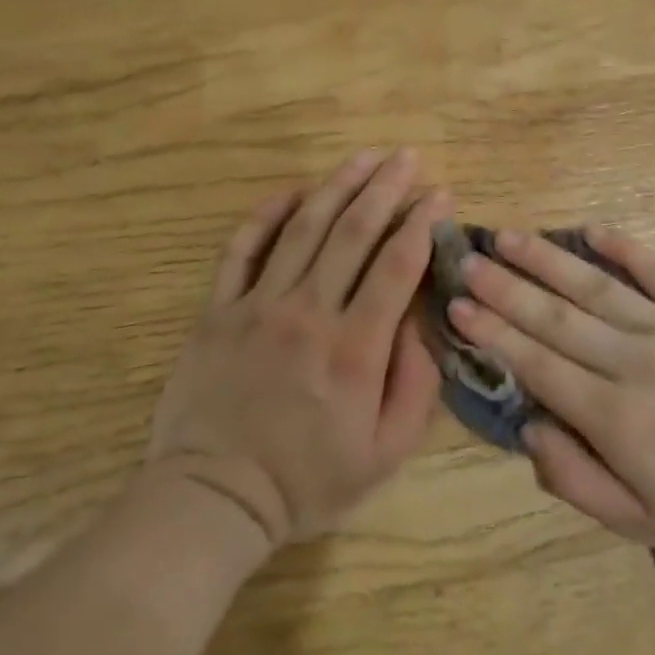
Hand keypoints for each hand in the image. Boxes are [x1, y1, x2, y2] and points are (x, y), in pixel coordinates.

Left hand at [146, 150, 446, 550]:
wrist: (214, 497)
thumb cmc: (308, 479)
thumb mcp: (386, 451)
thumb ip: (416, 383)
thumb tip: (424, 319)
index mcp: (355, 348)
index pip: (397, 264)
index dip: (423, 222)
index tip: (440, 194)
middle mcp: (309, 312)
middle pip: (354, 231)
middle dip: (386, 187)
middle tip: (408, 157)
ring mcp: (258, 305)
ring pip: (303, 227)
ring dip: (338, 185)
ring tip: (365, 157)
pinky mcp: (218, 310)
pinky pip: (243, 247)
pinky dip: (269, 213)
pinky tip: (294, 191)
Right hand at [448, 228, 654, 560]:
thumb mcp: (645, 523)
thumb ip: (578, 480)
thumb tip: (530, 428)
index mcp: (617, 418)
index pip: (539, 364)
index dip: (494, 333)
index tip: (457, 304)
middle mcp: (635, 361)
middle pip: (556, 317)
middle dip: (505, 287)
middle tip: (467, 259)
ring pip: (596, 286)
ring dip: (547, 260)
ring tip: (508, 236)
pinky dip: (623, 248)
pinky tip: (590, 229)